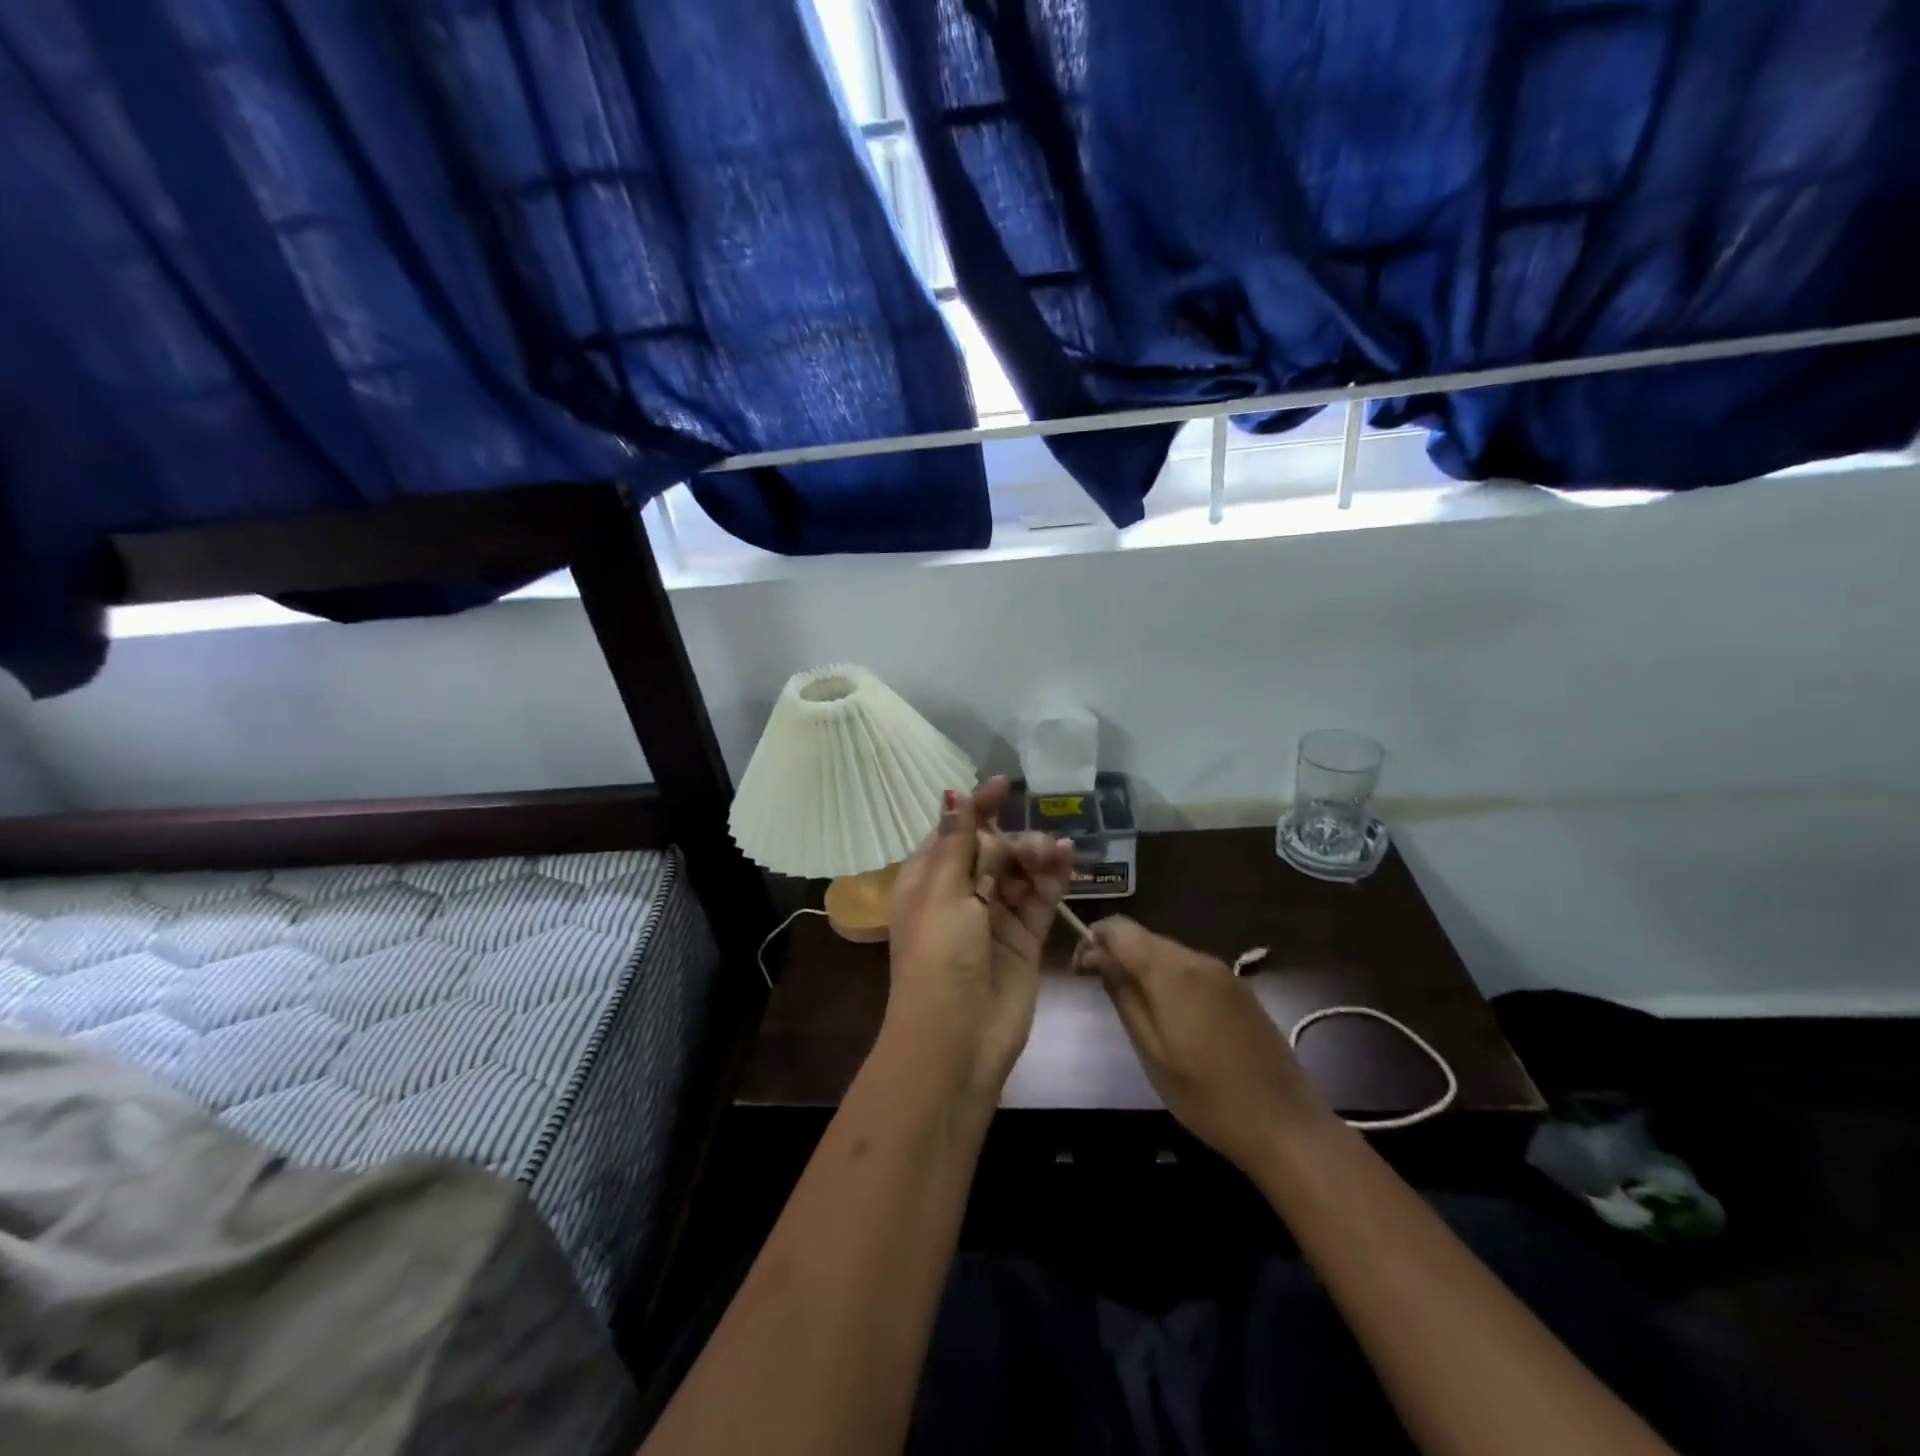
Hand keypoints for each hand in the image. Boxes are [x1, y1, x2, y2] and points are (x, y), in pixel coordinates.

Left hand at [885, 778, 1074, 1103]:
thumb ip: (957, 841)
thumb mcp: (941, 890)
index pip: (955, 832)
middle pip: (990, 850)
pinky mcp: (1023, 939)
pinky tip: (1067, 858)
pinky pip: (1039, 899)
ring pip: (1018, 872)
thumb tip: (954, 794)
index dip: (978, 808)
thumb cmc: (938, 954)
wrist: (957, 1036)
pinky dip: (1053, 878)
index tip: (1005, 786)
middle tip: (1033, 846)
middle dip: (1012, 839)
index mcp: (927, 880)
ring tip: (1053, 851)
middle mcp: (959, 895)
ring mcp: (993, 917)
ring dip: (1036, 855)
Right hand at [1073, 917, 1332, 1170]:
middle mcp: (1198, 959)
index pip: (1119, 928)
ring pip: (1168, 953)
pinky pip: (1192, 969)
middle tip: (1103, 993)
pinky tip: (1173, 1018)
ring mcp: (1223, 972)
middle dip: (1117, 955)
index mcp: (1172, 971)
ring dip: (1144, 969)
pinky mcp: (1239, 989)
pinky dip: (1170, 980)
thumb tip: (1095, 955)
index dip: (1093, 940)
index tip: (1081, 973)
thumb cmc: (1206, 1096)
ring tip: (1136, 1011)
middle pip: (1144, 938)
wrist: (1285, 1125)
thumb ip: (1122, 994)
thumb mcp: (1150, 1051)